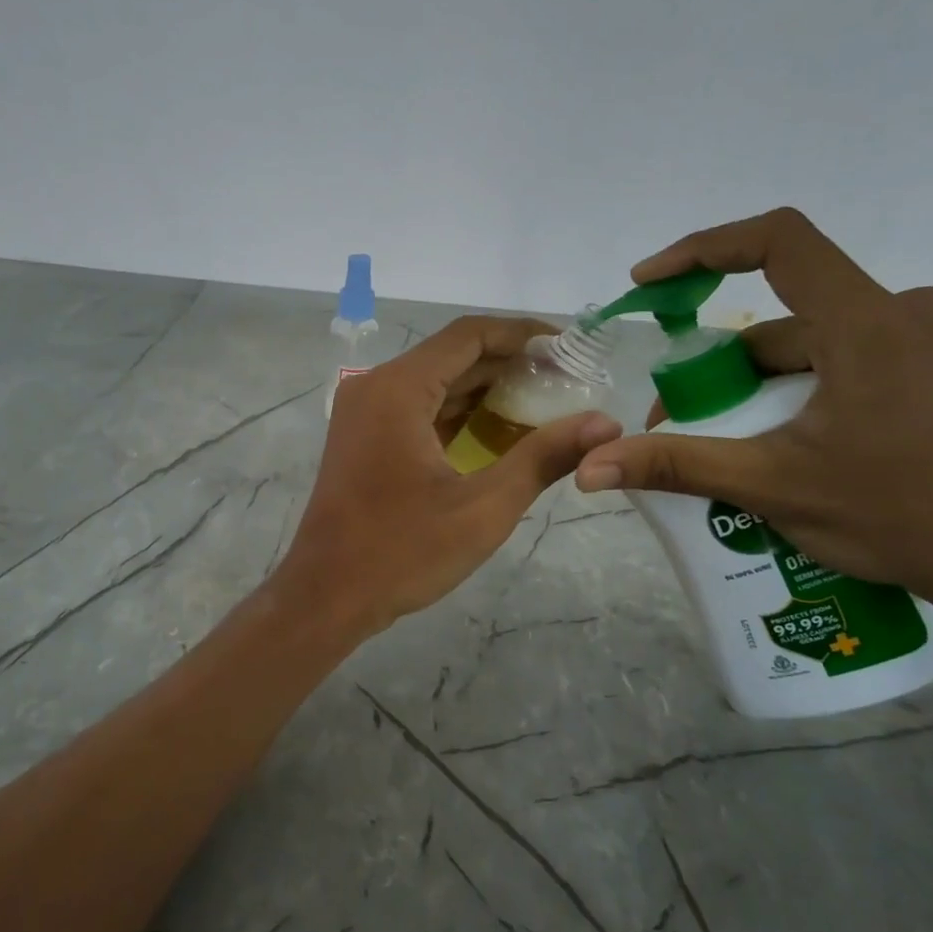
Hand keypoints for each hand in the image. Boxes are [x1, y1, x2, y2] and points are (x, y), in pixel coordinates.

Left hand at [275, 317, 620, 636]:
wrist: (326, 596)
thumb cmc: (401, 552)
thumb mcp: (483, 507)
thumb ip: (544, 457)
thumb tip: (607, 423)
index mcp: (397, 389)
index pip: (469, 336)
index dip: (523, 335)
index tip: (571, 349)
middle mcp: (375, 388)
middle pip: (452, 357)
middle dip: (511, 366)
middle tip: (569, 383)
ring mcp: (364, 414)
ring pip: (435, 384)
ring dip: (487, 391)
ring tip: (547, 406)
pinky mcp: (364, 440)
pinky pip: (418, 411)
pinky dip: (459, 415)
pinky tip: (500, 433)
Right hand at [575, 208, 932, 607]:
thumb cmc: (895, 516)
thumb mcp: (770, 485)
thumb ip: (674, 465)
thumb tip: (589, 468)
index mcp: (870, 324)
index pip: (779, 242)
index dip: (703, 250)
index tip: (650, 283)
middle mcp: (905, 312)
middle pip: (782, 314)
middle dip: (719, 364)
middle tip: (678, 418)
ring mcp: (926, 338)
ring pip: (809, 343)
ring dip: (754, 384)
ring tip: (721, 444)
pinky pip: (840, 359)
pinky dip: (793, 390)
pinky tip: (775, 442)